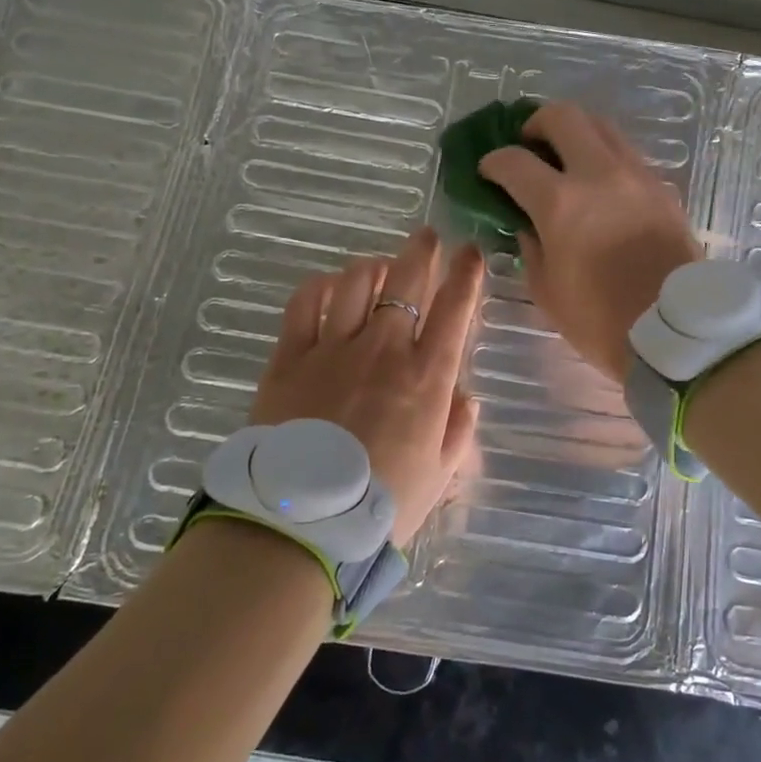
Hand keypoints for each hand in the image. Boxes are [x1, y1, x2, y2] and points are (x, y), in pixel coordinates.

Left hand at [251, 228, 483, 547]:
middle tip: (427, 237)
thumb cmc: (380, 505)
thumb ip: (458, 430)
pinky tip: (328, 288)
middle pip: (406, 280)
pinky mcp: (289, 357)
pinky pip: (304, 303)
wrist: (299, 524)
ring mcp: (333, 349)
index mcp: (427, 377)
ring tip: (379, 267)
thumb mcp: (438, 475)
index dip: (467, 274)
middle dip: (422, 251)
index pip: (455, 308)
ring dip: (373, 267)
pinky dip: (320, 287)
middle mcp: (384, 350)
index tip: (471, 252)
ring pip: (355, 283)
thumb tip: (465, 396)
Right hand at [478, 102, 701, 384]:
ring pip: (602, 126)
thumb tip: (528, 224)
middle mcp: (599, 174)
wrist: (674, 330)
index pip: (515, 162)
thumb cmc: (601, 319)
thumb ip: (530, 247)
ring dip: (576, 133)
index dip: (493, 162)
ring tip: (565, 158)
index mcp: (561, 203)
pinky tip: (599, 183)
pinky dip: (604, 156)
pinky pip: (626, 154)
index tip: (488, 171)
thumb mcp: (547, 290)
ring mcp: (636, 175)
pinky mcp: (662, 187)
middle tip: (529, 144)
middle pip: (563, 116)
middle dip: (536, 123)